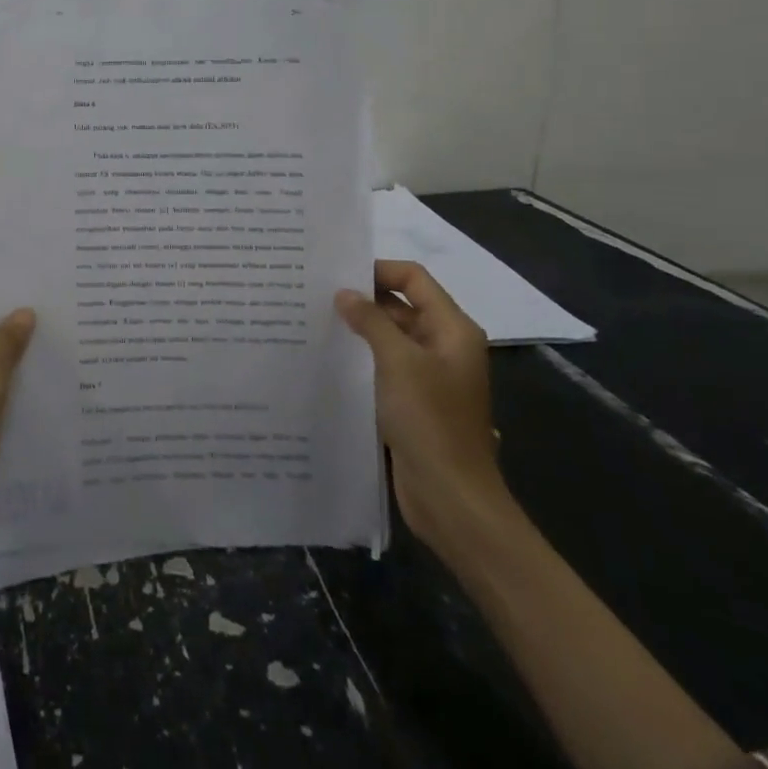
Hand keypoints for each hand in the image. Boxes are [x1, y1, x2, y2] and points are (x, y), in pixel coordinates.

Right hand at [336, 260, 509, 551]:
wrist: (452, 498)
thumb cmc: (430, 421)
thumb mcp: (399, 362)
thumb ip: (371, 321)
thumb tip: (344, 293)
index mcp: (452, 329)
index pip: (413, 278)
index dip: (378, 270)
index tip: (336, 274)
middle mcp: (444, 346)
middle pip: (401, 304)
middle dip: (363, 299)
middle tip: (315, 294)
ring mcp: (429, 375)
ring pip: (390, 336)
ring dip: (359, 328)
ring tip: (314, 321)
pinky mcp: (413, 401)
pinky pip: (385, 365)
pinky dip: (361, 357)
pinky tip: (329, 357)